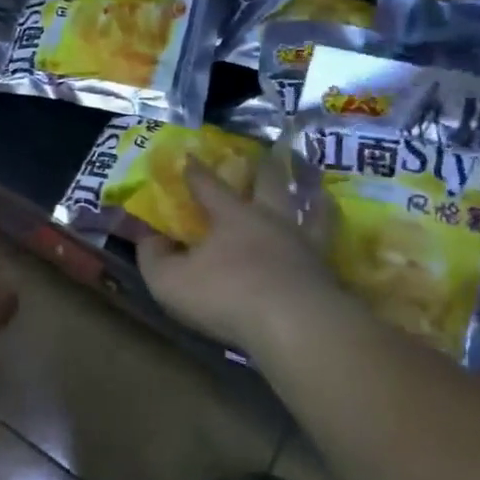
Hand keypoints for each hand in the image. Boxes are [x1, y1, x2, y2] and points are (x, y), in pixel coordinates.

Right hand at [137, 148, 341, 354]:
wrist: (296, 325)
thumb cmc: (226, 295)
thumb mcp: (170, 281)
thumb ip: (154, 257)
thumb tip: (148, 238)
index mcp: (231, 216)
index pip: (209, 186)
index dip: (196, 171)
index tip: (190, 156)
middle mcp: (271, 220)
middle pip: (271, 183)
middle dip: (263, 167)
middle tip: (264, 155)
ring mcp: (304, 244)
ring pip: (312, 209)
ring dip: (312, 195)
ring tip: (316, 190)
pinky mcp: (327, 271)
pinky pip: (330, 245)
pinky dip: (330, 236)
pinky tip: (329, 241)